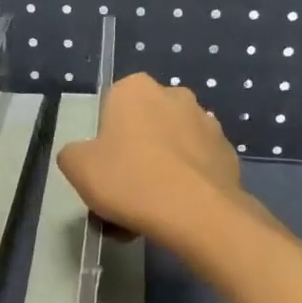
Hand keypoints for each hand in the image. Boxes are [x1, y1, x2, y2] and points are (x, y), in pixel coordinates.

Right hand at [56, 73, 246, 244]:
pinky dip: (186, 185)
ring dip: (160, 172)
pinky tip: (177, 213)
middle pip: (144, 128)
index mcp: (136, 89)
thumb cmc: (129, 180)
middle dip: (135, 156)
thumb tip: (84, 156)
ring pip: (172, 149)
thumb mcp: (77, 167)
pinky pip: (196, 168)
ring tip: (149, 213)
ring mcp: (207, 123)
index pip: (111, 109)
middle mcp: (175, 95)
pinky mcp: (228, 153)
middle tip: (124, 194)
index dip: (105, 142)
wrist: (196, 213)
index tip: (104, 170)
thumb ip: (73, 154)